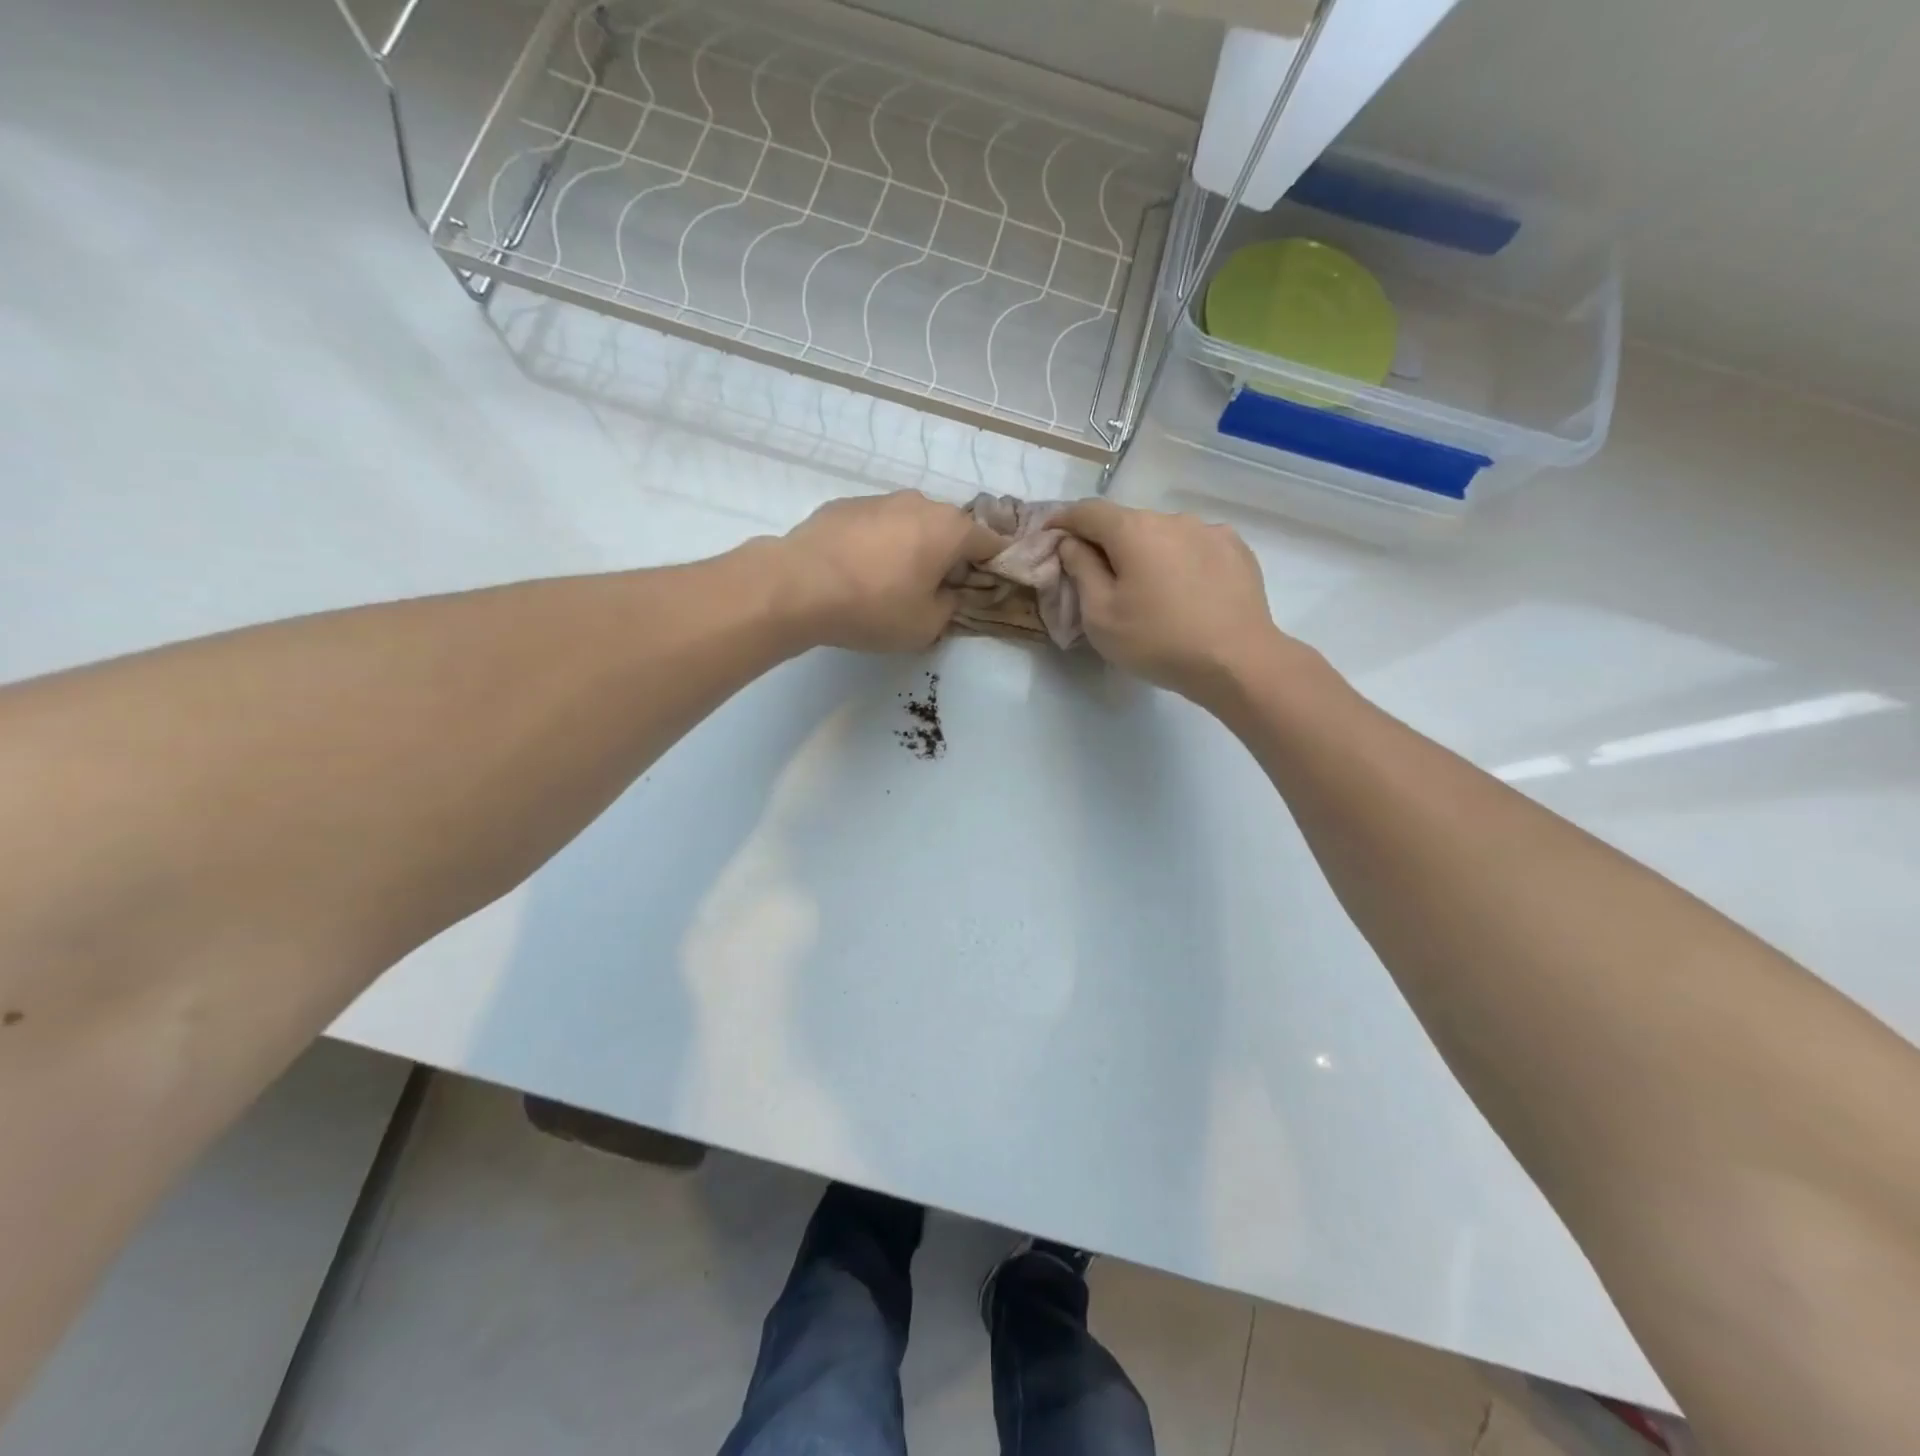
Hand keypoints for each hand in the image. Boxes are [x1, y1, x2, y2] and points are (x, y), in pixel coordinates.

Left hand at [775, 491, 1005, 651]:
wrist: (799, 585)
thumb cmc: (874, 607)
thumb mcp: (926, 626)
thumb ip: (949, 607)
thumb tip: (947, 593)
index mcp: (950, 529)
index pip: (990, 542)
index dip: (992, 567)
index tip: (981, 589)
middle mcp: (920, 503)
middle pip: (949, 529)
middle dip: (949, 556)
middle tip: (934, 589)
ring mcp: (879, 499)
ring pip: (910, 524)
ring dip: (910, 547)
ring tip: (890, 581)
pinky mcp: (844, 505)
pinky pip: (875, 525)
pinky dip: (876, 544)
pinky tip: (857, 571)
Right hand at [1054, 499, 1287, 703]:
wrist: (1237, 662)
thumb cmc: (1158, 641)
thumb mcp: (1100, 615)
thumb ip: (1080, 570)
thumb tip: (1072, 542)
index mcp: (1134, 530)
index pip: (1087, 511)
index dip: (1063, 520)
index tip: (1049, 535)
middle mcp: (1173, 518)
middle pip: (1127, 522)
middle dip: (1107, 543)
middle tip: (1097, 577)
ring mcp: (1210, 531)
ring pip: (1163, 535)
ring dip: (1147, 553)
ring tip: (1147, 590)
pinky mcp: (1237, 550)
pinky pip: (1195, 547)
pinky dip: (1180, 561)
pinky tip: (1184, 591)